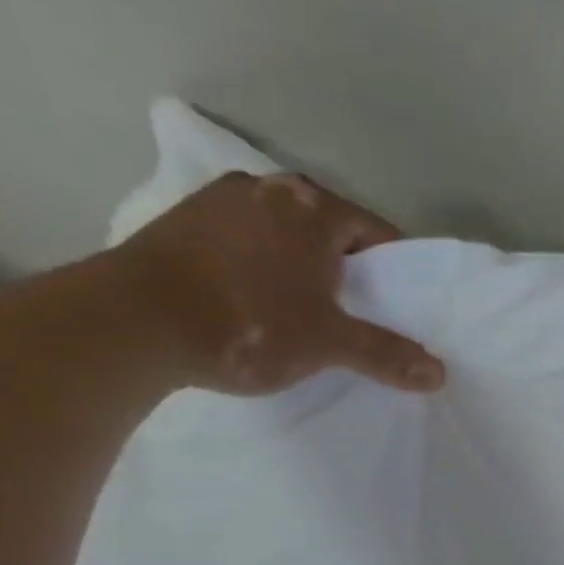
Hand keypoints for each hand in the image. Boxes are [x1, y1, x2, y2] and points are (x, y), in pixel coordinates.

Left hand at [109, 173, 445, 395]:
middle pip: (332, 231)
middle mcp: (268, 189)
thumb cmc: (248, 323)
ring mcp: (217, 201)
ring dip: (302, 267)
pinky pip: (245, 241)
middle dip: (348, 269)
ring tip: (305, 311)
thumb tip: (438, 375)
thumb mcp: (330, 343)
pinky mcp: (179, 222)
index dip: (395, 274)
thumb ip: (387, 354)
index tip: (396, 308)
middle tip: (355, 313)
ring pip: (286, 235)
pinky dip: (261, 266)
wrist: (125, 325)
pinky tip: (256, 302)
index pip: (379, 234)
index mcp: (313, 207)